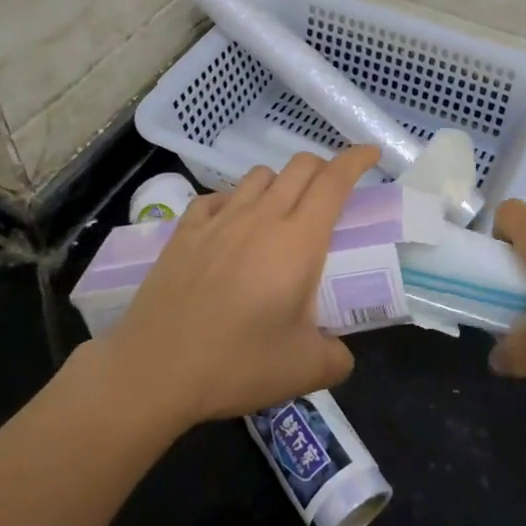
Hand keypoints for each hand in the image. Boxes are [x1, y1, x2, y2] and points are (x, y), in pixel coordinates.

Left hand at [93, 146, 380, 429]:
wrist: (154, 371)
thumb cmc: (236, 364)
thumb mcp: (304, 370)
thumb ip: (337, 358)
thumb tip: (341, 354)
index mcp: (298, 241)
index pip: (334, 181)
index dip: (356, 160)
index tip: (372, 154)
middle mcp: (261, 218)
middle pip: (300, 166)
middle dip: (324, 167)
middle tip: (333, 192)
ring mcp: (219, 220)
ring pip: (259, 176)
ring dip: (280, 183)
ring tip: (282, 211)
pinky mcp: (184, 231)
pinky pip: (217, 198)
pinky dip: (234, 202)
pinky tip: (231, 227)